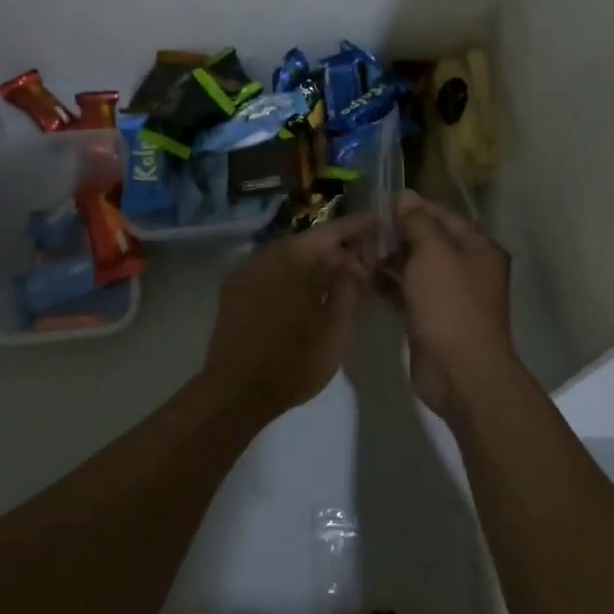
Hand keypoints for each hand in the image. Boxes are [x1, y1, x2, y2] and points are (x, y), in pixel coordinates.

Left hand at [202, 214, 373, 417]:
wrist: (235, 392)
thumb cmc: (293, 361)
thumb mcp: (336, 328)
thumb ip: (350, 288)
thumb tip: (355, 263)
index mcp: (292, 257)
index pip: (331, 230)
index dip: (358, 226)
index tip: (379, 221)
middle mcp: (265, 254)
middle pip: (309, 243)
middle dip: (338, 249)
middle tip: (366, 259)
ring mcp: (246, 272)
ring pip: (289, 258)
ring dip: (315, 264)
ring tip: (342, 278)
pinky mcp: (234, 292)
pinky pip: (272, 273)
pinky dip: (294, 276)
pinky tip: (309, 294)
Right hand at [386, 194, 516, 423]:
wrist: (459, 371)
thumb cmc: (449, 303)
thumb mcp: (433, 253)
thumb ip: (418, 222)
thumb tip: (406, 196)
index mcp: (478, 248)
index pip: (444, 215)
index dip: (414, 207)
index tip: (381, 202)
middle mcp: (467, 268)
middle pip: (429, 241)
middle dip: (398, 233)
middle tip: (364, 228)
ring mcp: (449, 296)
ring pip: (416, 268)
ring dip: (389, 258)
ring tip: (357, 249)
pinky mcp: (431, 318)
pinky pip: (407, 292)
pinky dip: (388, 284)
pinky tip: (363, 275)